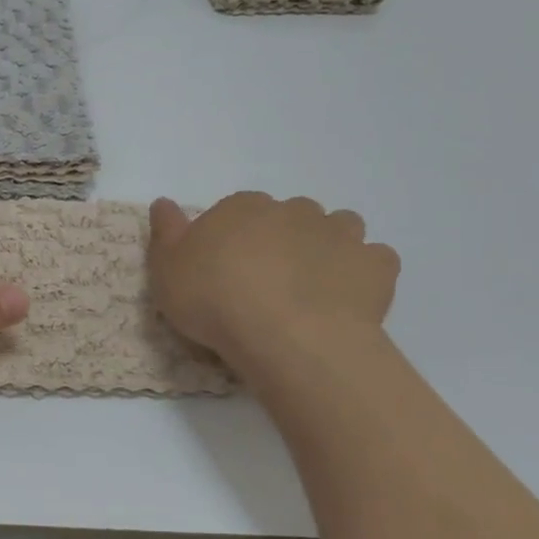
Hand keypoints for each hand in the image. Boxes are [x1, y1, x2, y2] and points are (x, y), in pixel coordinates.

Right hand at [148, 192, 398, 387]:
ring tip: (312, 286)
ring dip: (327, 246)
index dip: (233, 238)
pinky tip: (345, 298)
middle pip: (288, 216)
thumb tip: (163, 202)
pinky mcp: (375, 265)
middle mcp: (293, 210)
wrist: (287, 336)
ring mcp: (339, 234)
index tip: (226, 270)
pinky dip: (362, 273)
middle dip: (282, 239)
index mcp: (242, 207)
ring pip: (337, 227)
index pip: (237, 210)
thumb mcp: (167, 270)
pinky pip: (373, 260)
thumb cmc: (215, 300)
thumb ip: (165, 232)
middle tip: (267, 282)